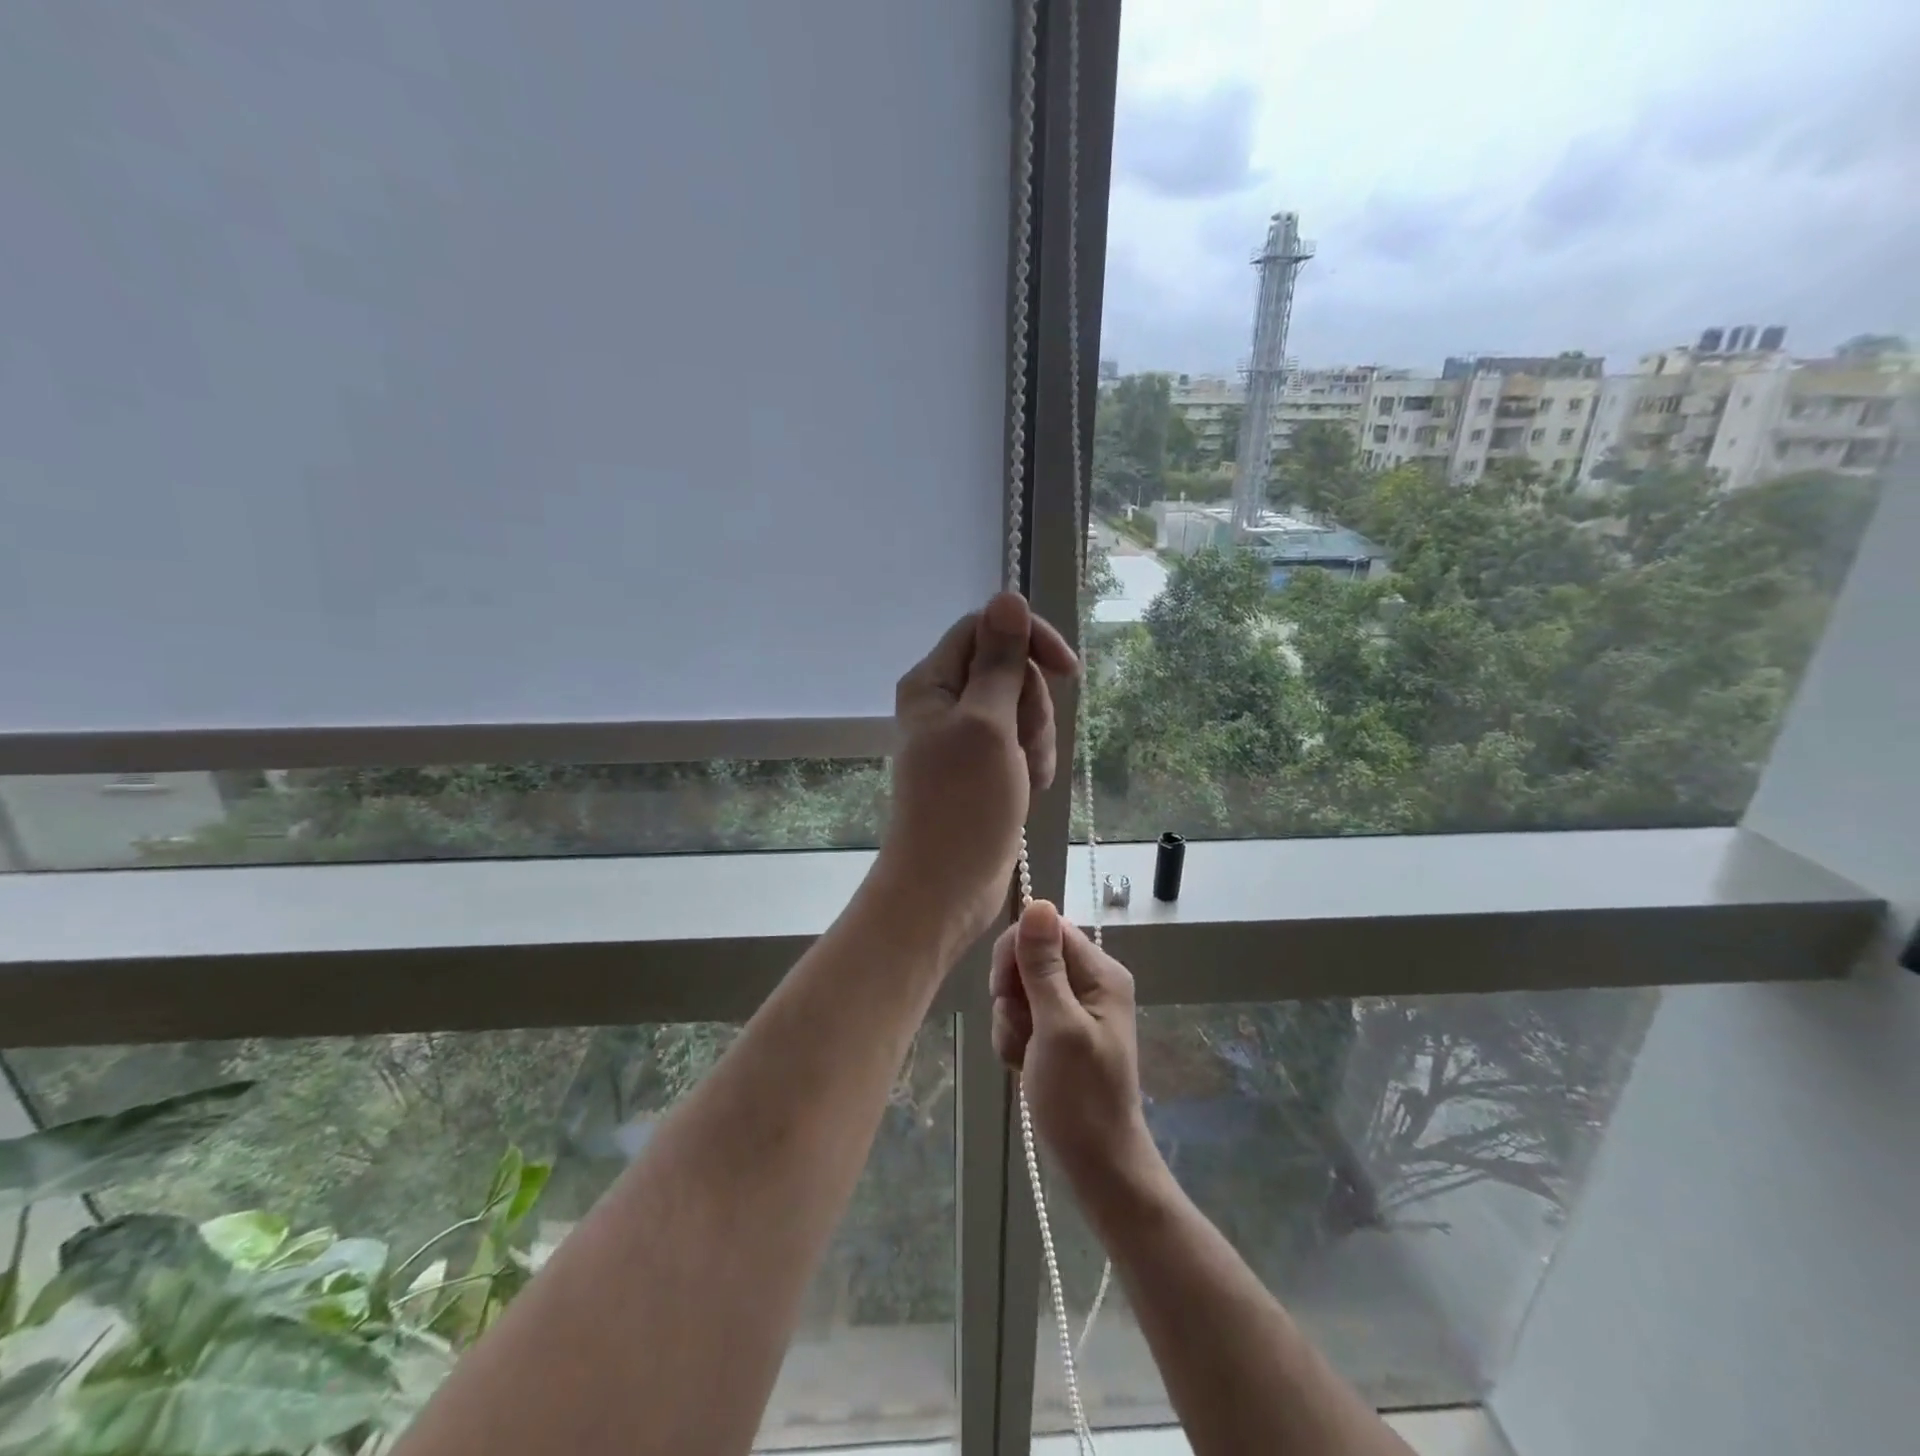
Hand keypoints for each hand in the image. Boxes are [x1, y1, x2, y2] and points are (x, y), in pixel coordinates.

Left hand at [878, 593, 1077, 949]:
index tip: (1067, 670)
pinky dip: (1032, 763)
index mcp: (933, 681)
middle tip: (1023, 745)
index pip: (987, 628)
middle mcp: (946, 701)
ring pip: (1023, 709)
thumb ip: (999, 659)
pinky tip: (1027, 791)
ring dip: (1036, 740)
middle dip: (1032, 707)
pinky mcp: (984, 766)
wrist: (947, 885)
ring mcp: (966, 736)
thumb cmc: (962, 803)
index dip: (1029, 640)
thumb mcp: (987, 723)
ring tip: (1025, 777)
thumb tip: (1008, 595)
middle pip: (1011, 670)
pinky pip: (1022, 743)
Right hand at [991, 900, 1157, 1189]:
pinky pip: (1022, 1014)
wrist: (1096, 1164)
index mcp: (1100, 973)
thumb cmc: (1080, 1097)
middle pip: (1031, 957)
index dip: (1017, 952)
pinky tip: (1022, 1063)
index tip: (1004, 990)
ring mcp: (1074, 1008)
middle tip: (1018, 1027)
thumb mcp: (1058, 1026)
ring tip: (1023, 1053)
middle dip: (1012, 992)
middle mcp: (1090, 982)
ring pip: (1020, 988)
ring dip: (1010, 1020)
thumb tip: (1038, 903)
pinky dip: (1014, 1036)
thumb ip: (1044, 966)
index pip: (1048, 929)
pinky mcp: (1058, 1031)